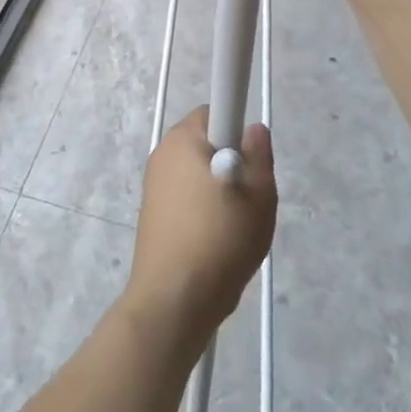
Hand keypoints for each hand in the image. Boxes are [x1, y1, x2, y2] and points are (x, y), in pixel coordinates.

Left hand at [122, 108, 275, 351]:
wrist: (174, 300)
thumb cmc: (220, 238)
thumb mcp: (259, 195)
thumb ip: (260, 155)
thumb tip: (253, 129)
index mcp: (184, 138)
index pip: (215, 111)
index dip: (237, 130)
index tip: (249, 161)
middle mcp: (163, 152)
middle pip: (206, 143)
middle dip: (230, 161)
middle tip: (250, 197)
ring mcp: (153, 183)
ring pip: (196, 172)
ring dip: (216, 189)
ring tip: (234, 226)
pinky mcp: (151, 212)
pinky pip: (184, 197)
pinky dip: (201, 210)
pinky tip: (214, 242)